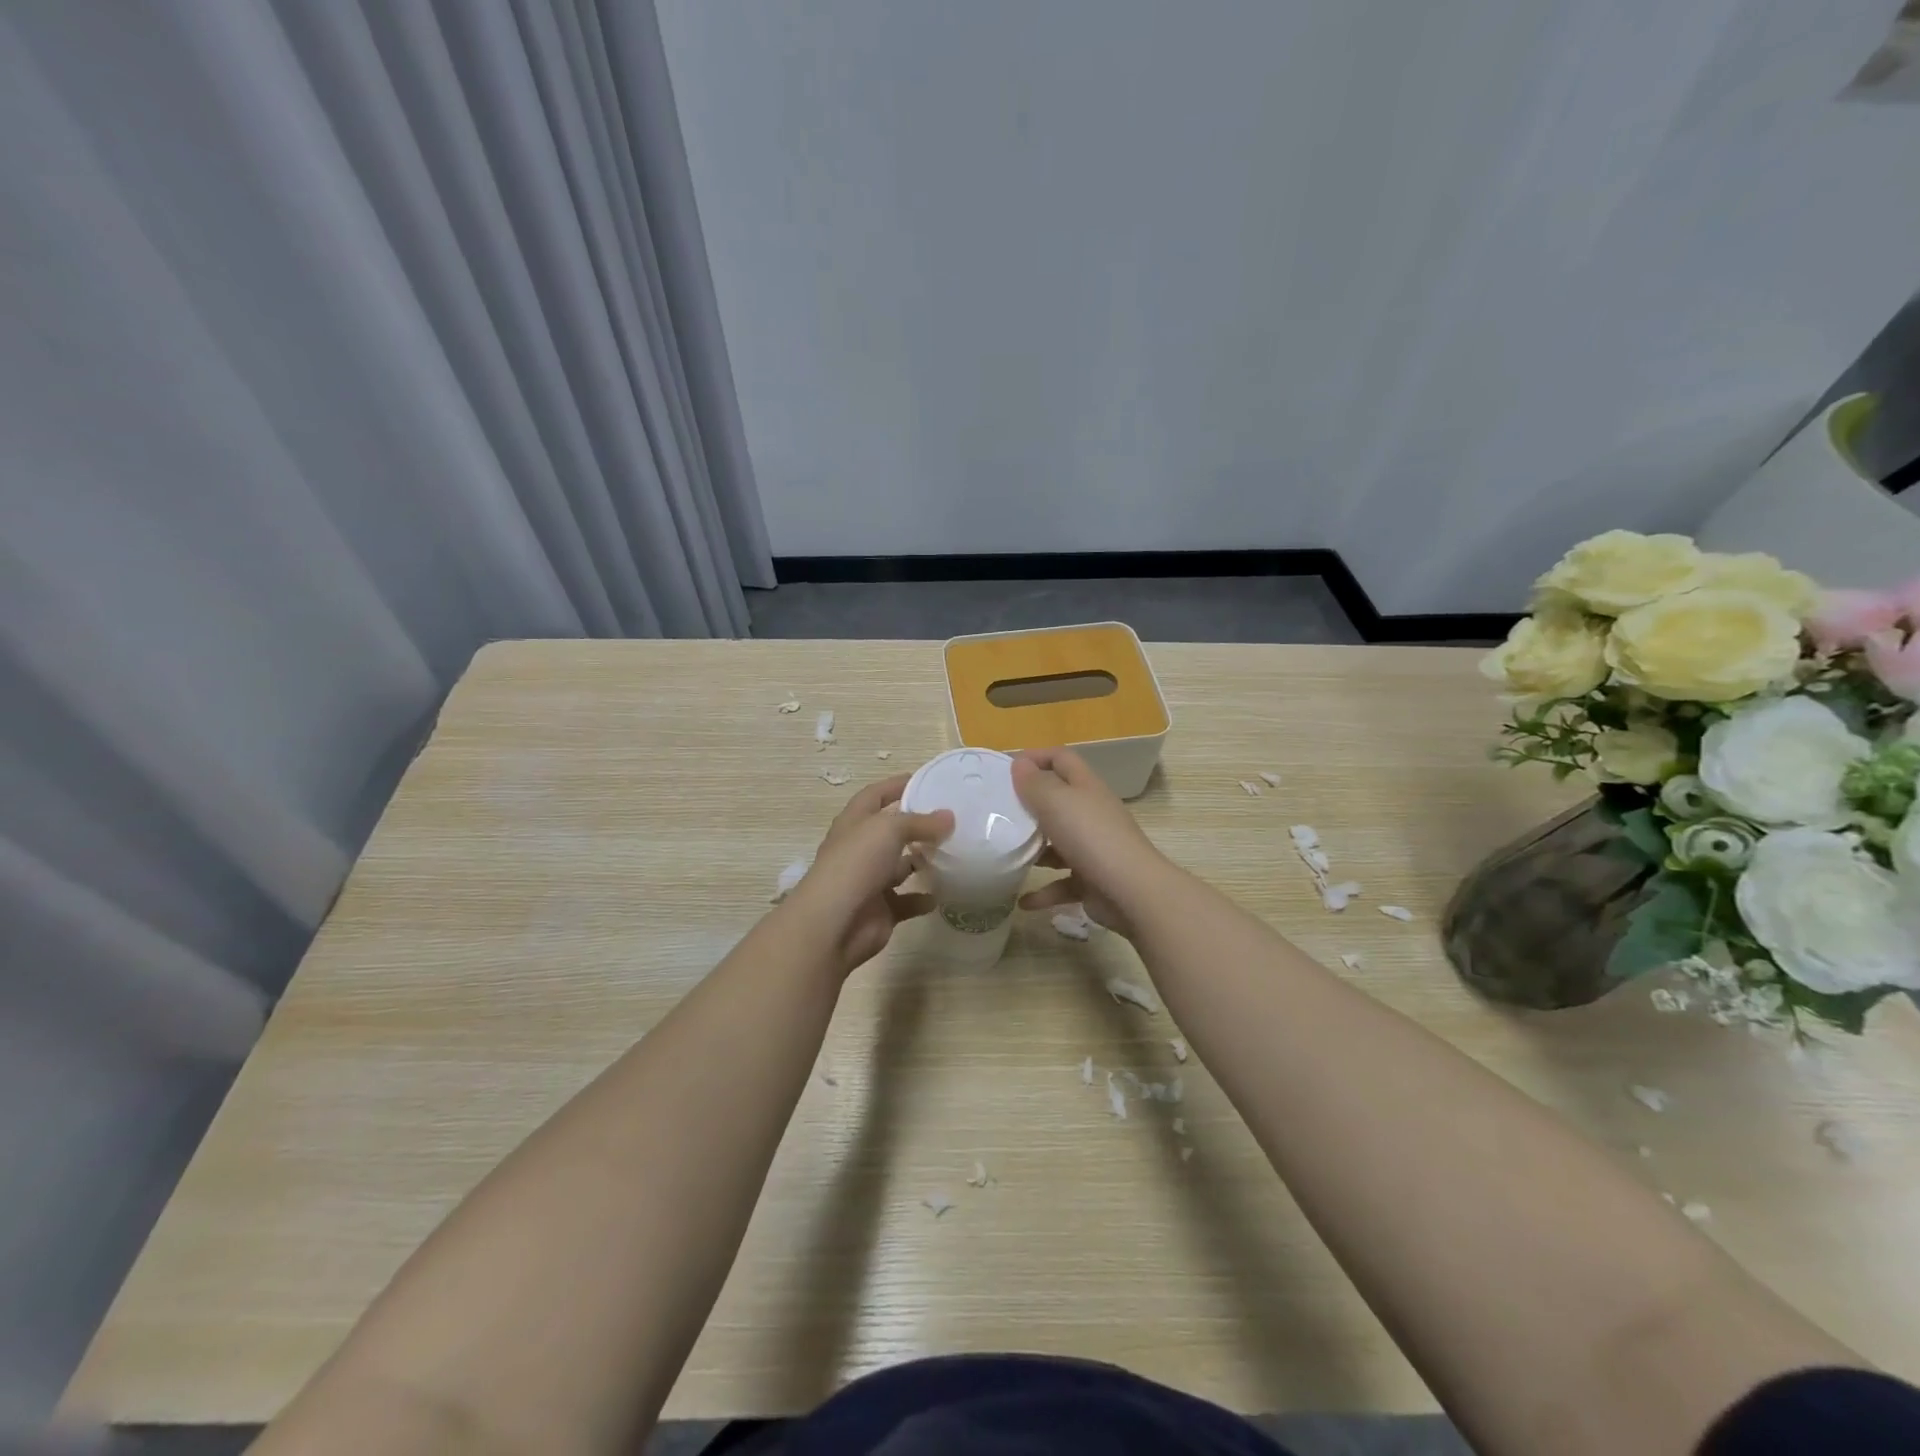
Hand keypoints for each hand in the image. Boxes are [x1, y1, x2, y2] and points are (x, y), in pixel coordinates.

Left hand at [785, 774, 952, 976]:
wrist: (833, 924)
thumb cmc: (856, 864)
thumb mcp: (889, 829)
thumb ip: (920, 822)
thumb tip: (949, 817)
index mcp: (854, 822)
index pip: (876, 795)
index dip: (898, 785)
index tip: (928, 779)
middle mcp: (860, 849)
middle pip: (891, 831)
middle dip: (917, 826)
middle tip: (951, 820)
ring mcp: (869, 880)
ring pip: (900, 866)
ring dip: (922, 861)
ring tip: (953, 853)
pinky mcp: (881, 909)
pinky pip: (906, 900)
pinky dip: (922, 898)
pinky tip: (942, 894)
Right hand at [1012, 748, 1168, 938]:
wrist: (1131, 892)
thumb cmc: (1090, 837)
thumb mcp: (1056, 802)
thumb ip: (1035, 783)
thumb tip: (1020, 764)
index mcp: (1085, 787)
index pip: (1062, 759)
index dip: (1036, 757)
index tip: (1005, 770)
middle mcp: (1091, 814)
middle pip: (1058, 802)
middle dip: (1029, 807)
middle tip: (996, 814)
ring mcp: (1093, 848)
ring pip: (1058, 843)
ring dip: (1033, 851)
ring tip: (1005, 855)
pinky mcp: (1092, 880)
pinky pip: (1062, 883)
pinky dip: (1043, 892)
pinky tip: (1023, 902)